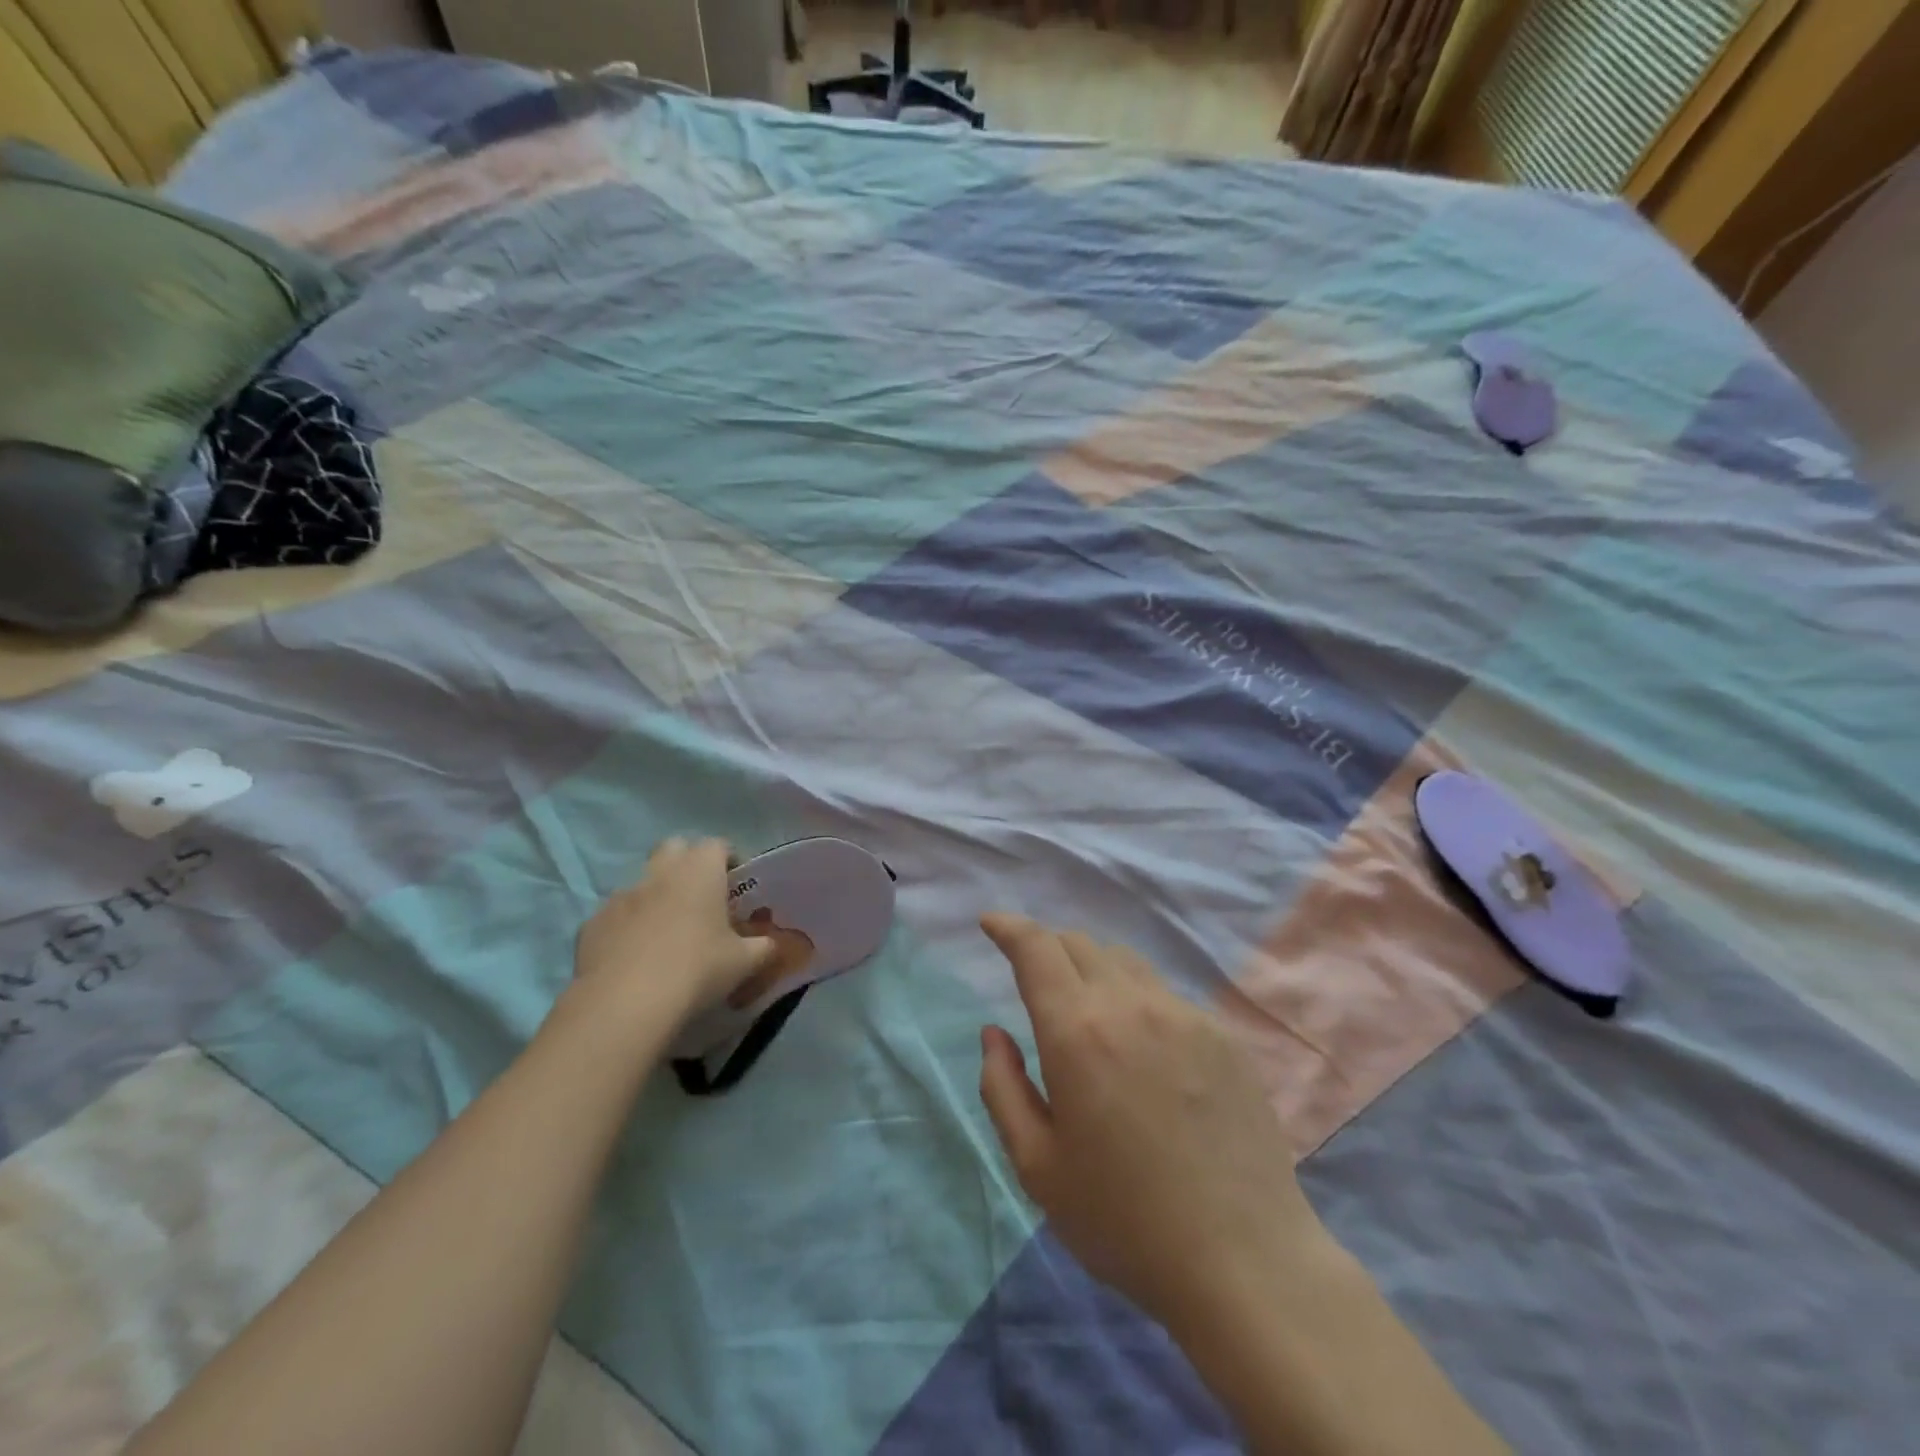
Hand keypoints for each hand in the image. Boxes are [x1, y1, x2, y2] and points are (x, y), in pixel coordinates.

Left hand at [574, 838, 778, 1021]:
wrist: (625, 1004)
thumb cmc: (697, 970)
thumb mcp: (744, 962)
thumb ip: (763, 947)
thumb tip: (773, 944)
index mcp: (700, 871)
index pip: (717, 845)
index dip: (728, 860)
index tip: (735, 884)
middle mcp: (660, 872)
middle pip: (674, 848)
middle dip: (687, 863)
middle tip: (701, 897)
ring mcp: (621, 895)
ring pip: (642, 881)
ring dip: (656, 895)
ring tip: (666, 931)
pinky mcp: (592, 923)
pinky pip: (615, 915)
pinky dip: (627, 926)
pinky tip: (634, 956)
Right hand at [977, 915, 1330, 1337]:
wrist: (1244, 1261)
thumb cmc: (1123, 1220)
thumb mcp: (1036, 1166)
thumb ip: (1002, 1088)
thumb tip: (994, 1033)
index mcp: (1077, 1032)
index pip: (1036, 948)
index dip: (1009, 926)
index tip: (991, 922)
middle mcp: (1130, 1004)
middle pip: (1079, 944)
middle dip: (1047, 948)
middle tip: (1035, 980)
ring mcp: (1183, 1015)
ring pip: (1124, 962)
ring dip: (1093, 970)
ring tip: (1089, 1013)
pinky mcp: (1222, 1034)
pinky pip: (1165, 995)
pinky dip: (1137, 1000)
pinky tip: (1145, 1052)